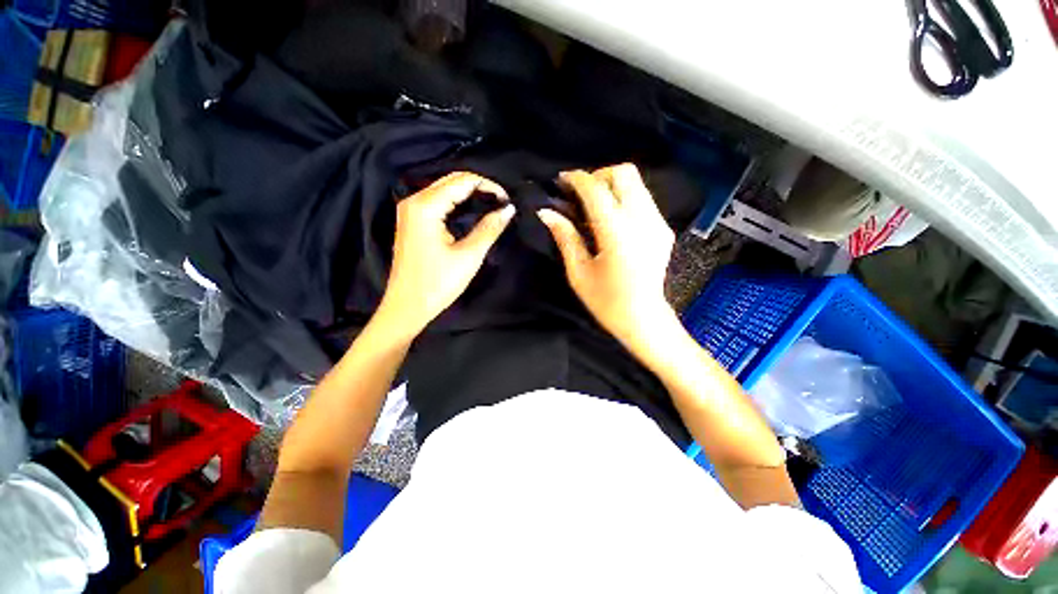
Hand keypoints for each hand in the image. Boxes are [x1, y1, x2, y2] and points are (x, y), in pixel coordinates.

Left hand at [376, 172, 514, 340]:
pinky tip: (473, 212)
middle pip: (452, 181)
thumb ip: (489, 228)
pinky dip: (458, 203)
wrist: (407, 307)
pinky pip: (438, 202)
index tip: (508, 200)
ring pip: (445, 190)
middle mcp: (414, 200)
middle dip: (480, 187)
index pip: (463, 181)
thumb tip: (509, 209)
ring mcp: (410, 210)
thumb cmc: (438, 284)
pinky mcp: (412, 221)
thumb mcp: (469, 256)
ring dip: (470, 195)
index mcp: (425, 206)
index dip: (489, 186)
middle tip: (503, 203)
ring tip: (493, 206)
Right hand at [538, 164, 676, 350]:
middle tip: (581, 194)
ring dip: (612, 186)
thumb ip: (565, 237)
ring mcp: (657, 223)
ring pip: (637, 183)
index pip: (596, 189)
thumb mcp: (579, 273)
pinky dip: (625, 199)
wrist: (645, 319)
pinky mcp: (664, 229)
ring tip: (594, 206)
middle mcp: (642, 220)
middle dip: (599, 175)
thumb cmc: (607, 301)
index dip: (577, 179)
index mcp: (616, 233)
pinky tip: (613, 220)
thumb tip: (546, 212)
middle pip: (624, 173)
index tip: (562, 180)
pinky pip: (643, 199)